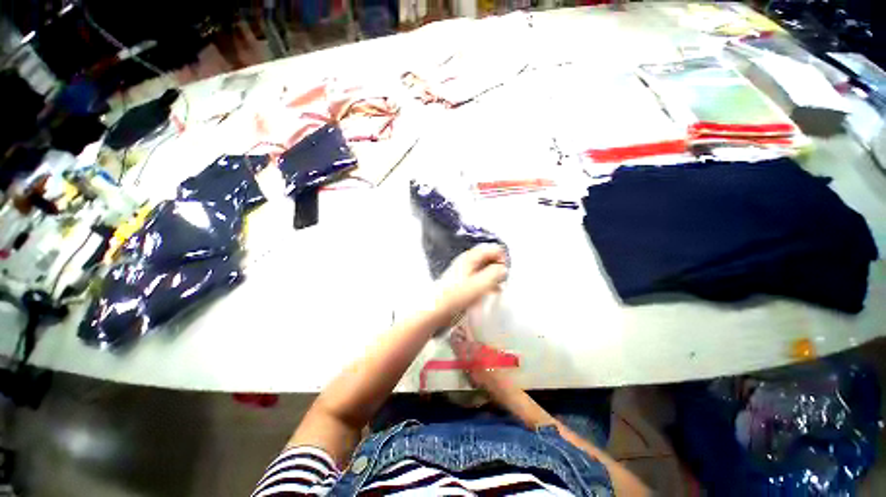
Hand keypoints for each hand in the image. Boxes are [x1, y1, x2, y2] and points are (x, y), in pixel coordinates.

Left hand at [435, 244, 507, 317]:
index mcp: (471, 257)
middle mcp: (468, 260)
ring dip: (494, 276)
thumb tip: (504, 269)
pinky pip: (479, 277)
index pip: (493, 249)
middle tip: (504, 280)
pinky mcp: (463, 281)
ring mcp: (464, 271)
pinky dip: (487, 282)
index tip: (505, 272)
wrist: (436, 309)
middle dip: (499, 267)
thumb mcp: (480, 284)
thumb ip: (495, 273)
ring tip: (499, 287)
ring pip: (485, 268)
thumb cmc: (456, 296)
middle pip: (489, 257)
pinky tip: (491, 292)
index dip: (503, 258)